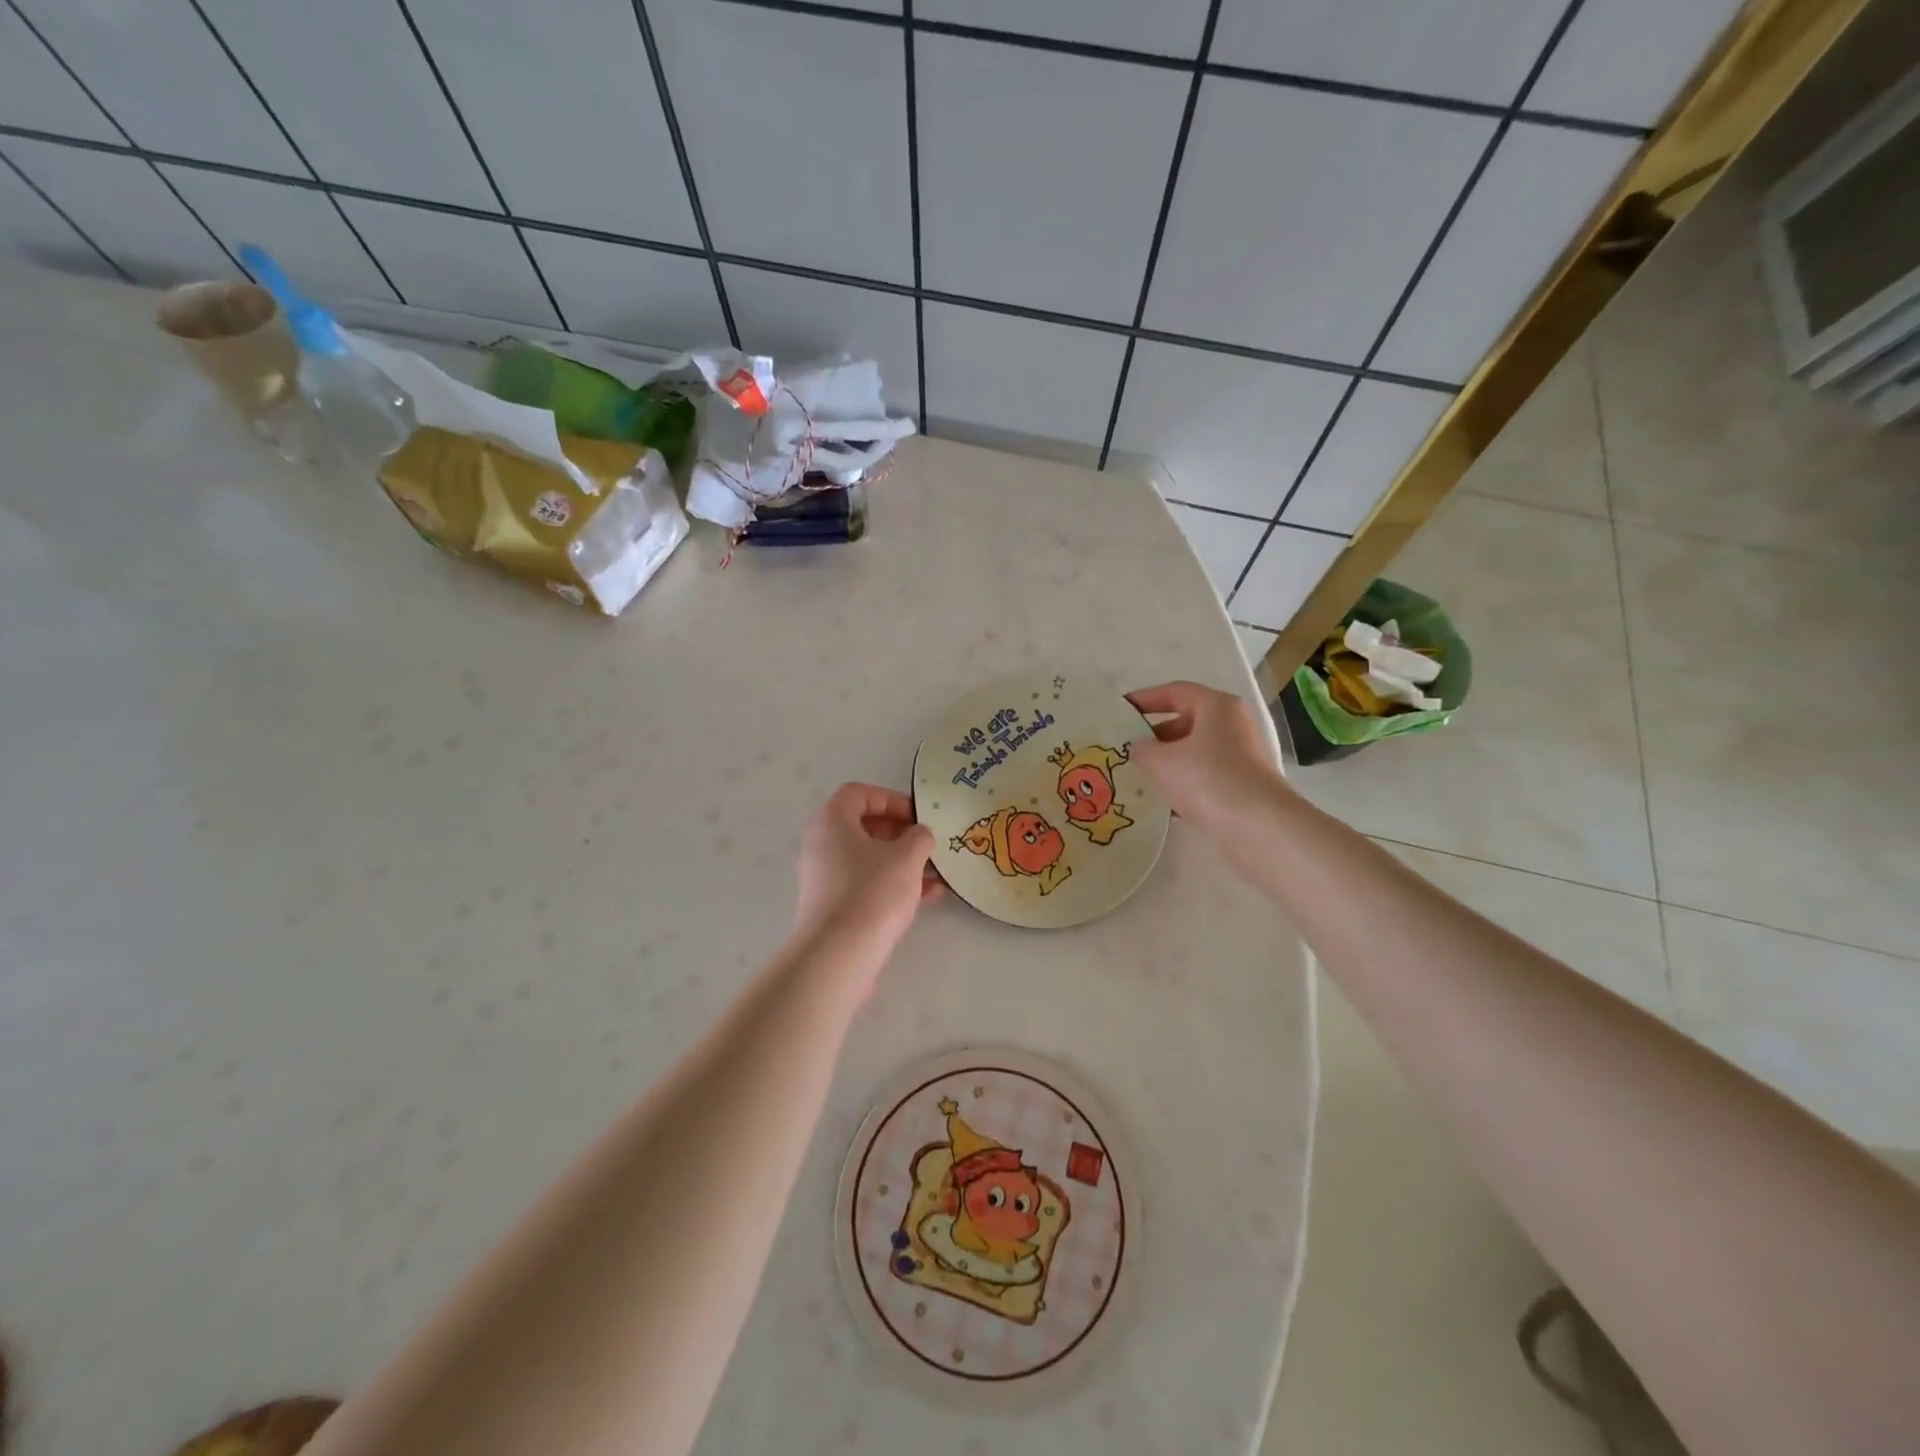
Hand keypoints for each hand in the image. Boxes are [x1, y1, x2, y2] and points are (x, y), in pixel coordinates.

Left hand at [794, 783, 939, 959]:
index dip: (890, 799)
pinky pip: (866, 885)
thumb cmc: (872, 892)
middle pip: (862, 827)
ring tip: (935, 872)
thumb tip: (919, 834)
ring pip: (868, 860)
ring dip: (902, 862)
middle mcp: (822, 846)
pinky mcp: (833, 908)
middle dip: (899, 832)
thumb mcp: (907, 857)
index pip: (858, 794)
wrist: (839, 955)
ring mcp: (825, 879)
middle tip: (926, 844)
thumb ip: (919, 836)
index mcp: (832, 822)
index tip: (917, 817)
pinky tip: (928, 897)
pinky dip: (893, 885)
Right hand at [1126, 681, 1287, 831]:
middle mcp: (1232, 725)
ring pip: (1194, 751)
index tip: (1119, 710)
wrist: (1259, 827)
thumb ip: (1141, 750)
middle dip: (1154, 734)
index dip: (1144, 698)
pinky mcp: (1241, 785)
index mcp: (1217, 707)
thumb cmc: (1208, 780)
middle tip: (1125, 748)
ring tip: (1137, 775)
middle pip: (1185, 721)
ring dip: (1167, 761)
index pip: (1175, 692)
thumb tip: (1136, 748)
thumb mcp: (1162, 762)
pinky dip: (1182, 782)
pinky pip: (1204, 775)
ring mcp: (1240, 756)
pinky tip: (1161, 801)